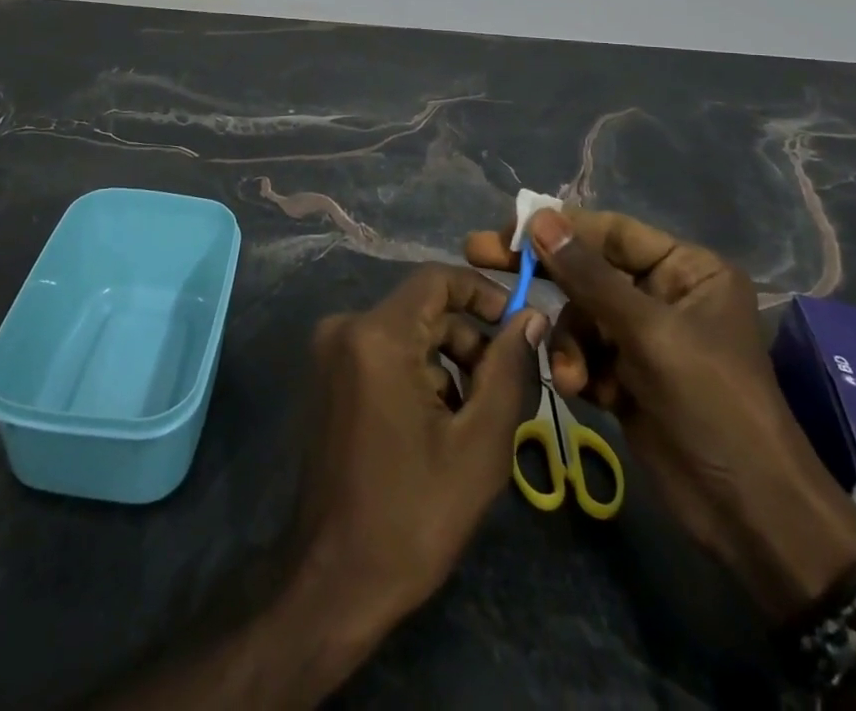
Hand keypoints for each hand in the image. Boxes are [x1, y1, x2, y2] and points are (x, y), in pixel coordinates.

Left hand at [293, 265, 546, 633]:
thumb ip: (508, 369)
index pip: (436, 278)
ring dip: (446, 362)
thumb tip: (529, 317)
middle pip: (422, 309)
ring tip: (473, 418)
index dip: (482, 293)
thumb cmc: (413, 514)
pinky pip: (382, 352)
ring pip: (405, 333)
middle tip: (503, 389)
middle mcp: (345, 327)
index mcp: (376, 335)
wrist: (336, 577)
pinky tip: (436, 426)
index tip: (517, 325)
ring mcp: (329, 351)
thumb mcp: (479, 444)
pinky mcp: (326, 375)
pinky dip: (416, 373)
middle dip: (468, 340)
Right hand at [465, 207, 855, 618]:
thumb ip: (588, 275)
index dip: (557, 227)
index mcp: (685, 269)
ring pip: (578, 316)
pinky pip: (583, 351)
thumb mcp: (648, 332)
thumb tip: (540, 219)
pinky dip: (576, 368)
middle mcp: (663, 294)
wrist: (750, 515)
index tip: (504, 229)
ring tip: (573, 376)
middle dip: (542, 274)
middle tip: (477, 254)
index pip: (610, 231)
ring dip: (567, 343)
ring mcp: (644, 337)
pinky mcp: (627, 376)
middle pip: (586, 270)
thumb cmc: (712, 404)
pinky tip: (582, 391)